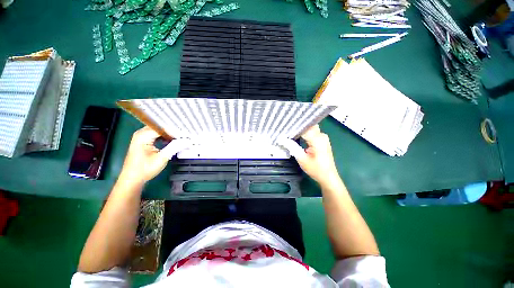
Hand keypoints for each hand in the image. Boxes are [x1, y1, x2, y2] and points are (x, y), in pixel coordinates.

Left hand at [119, 126, 189, 183]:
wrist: (133, 179)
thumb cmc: (145, 169)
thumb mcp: (162, 158)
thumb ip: (174, 147)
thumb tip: (186, 141)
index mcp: (143, 136)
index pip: (163, 128)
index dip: (175, 130)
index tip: (186, 134)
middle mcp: (141, 133)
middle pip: (161, 127)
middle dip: (173, 131)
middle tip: (185, 135)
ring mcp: (141, 136)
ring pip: (159, 130)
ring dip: (170, 134)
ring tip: (181, 137)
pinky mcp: (143, 140)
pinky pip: (157, 134)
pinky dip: (165, 137)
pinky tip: (172, 141)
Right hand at [278, 125, 338, 185]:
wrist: (328, 177)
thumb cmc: (316, 169)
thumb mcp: (301, 159)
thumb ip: (291, 147)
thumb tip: (281, 139)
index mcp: (317, 139)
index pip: (303, 127)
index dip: (293, 127)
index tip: (283, 128)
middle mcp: (321, 135)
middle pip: (307, 125)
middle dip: (296, 127)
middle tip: (285, 130)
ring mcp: (322, 137)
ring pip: (309, 128)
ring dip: (300, 130)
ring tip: (289, 132)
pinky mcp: (322, 140)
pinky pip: (312, 132)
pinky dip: (304, 133)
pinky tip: (296, 135)